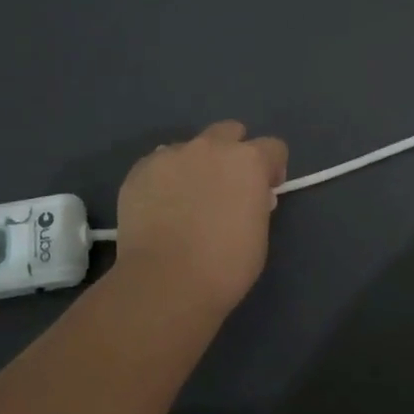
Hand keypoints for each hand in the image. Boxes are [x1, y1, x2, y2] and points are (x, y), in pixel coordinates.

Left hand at [114, 120, 288, 311]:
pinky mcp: (140, 169)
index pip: (273, 147)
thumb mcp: (259, 232)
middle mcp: (211, 147)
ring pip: (190, 147)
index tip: (265, 191)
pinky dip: (165, 179)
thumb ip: (256, 202)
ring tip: (186, 199)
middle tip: (226, 187)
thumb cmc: (225, 266)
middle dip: (233, 152)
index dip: (272, 168)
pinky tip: (160, 207)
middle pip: (230, 131)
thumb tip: (248, 196)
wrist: (165, 282)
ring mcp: (172, 154)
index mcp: (249, 161)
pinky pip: (159, 163)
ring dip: (196, 165)